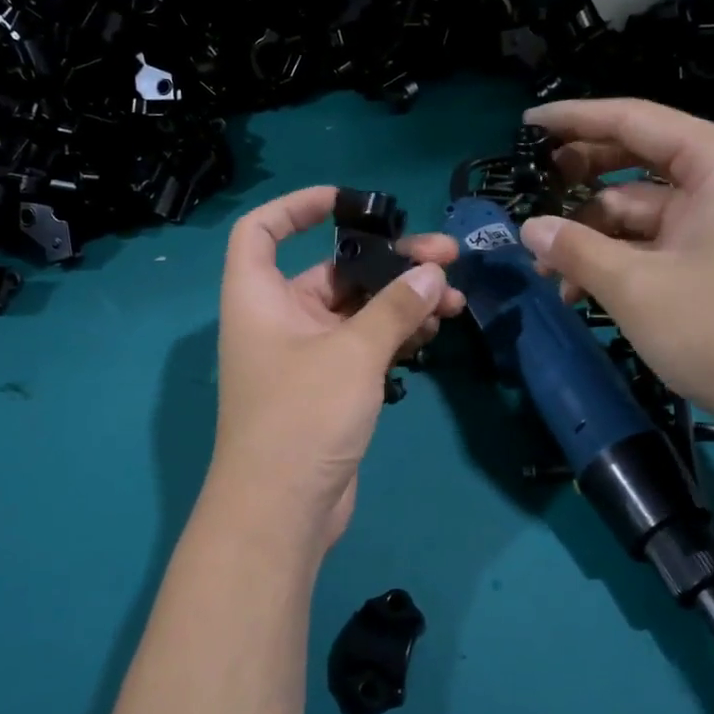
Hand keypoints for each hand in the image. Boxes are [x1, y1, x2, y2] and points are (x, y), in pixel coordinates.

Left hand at [205, 186, 465, 550]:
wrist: (282, 511)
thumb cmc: (302, 416)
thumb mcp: (354, 353)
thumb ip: (395, 307)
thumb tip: (433, 273)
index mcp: (259, 297)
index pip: (263, 230)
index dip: (298, 206)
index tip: (350, 202)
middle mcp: (278, 320)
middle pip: (333, 271)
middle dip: (389, 262)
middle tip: (447, 257)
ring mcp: (305, 356)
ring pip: (358, 312)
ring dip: (402, 301)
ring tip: (455, 299)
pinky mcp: (329, 388)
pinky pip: (365, 346)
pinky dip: (396, 336)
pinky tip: (434, 332)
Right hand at [518, 98, 713, 446]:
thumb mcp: (635, 287)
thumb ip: (575, 250)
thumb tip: (528, 229)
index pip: (633, 120)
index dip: (573, 120)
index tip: (526, 125)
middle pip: (636, 160)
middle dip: (580, 182)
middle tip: (531, 191)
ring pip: (640, 209)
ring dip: (592, 236)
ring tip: (548, 272)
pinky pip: (657, 240)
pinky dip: (619, 259)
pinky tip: (580, 292)